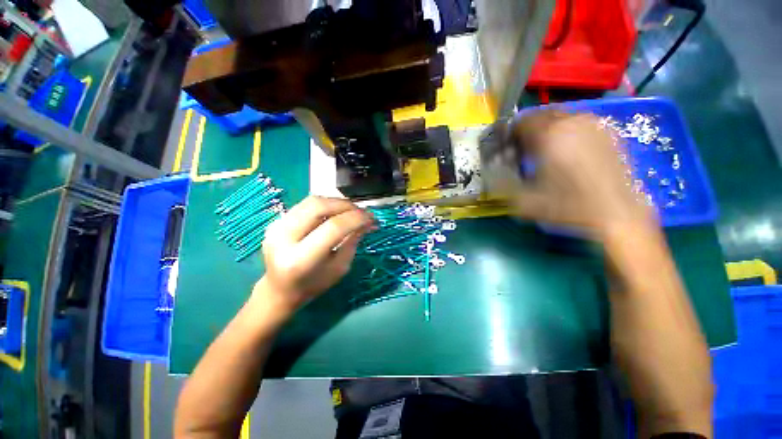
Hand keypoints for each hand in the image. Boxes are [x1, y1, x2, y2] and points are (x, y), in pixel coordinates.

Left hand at [253, 196, 373, 315]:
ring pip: (312, 201)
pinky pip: (306, 204)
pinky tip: (336, 212)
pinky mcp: (277, 220)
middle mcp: (284, 238)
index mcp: (300, 259)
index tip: (372, 218)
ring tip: (352, 211)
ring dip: (337, 202)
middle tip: (362, 212)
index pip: (333, 227)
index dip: (356, 218)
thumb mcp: (338, 268)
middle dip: (346, 205)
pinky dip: (326, 204)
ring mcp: (276, 226)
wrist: (278, 290)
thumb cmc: (313, 285)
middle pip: (319, 206)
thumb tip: (367, 222)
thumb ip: (352, 242)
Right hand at [485, 110, 655, 236]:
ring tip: (547, 150)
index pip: (521, 121)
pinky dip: (568, 131)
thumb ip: (503, 182)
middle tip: (526, 149)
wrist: (616, 216)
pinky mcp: (609, 133)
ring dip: (548, 129)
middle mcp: (571, 122)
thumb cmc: (567, 207)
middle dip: (529, 129)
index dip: (511, 134)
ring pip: (562, 116)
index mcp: (548, 136)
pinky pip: (580, 123)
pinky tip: (569, 151)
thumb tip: (493, 169)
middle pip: (541, 114)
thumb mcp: (524, 201)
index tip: (509, 149)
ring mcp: (594, 125)